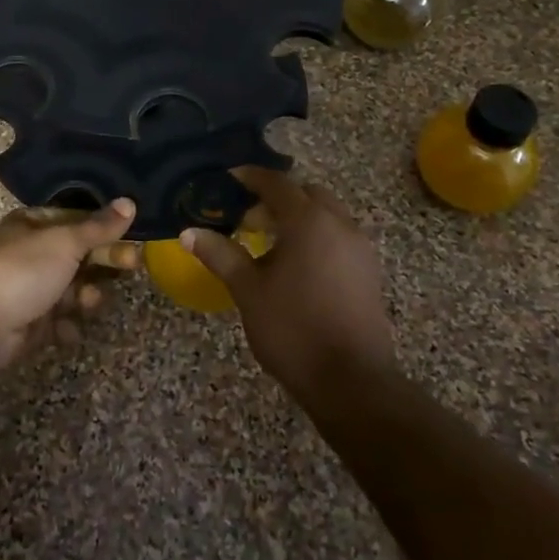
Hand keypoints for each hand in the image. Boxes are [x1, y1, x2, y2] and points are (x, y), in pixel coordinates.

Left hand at [0, 199, 137, 370]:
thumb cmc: (22, 270)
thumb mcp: (65, 241)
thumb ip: (99, 226)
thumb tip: (130, 202)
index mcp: (32, 225)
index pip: (76, 221)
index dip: (105, 230)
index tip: (133, 239)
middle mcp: (29, 253)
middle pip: (77, 256)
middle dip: (102, 263)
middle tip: (131, 267)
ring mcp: (27, 289)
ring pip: (70, 290)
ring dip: (84, 297)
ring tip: (87, 304)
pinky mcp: (26, 323)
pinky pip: (57, 321)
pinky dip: (65, 326)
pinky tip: (67, 330)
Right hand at [182, 169, 395, 401]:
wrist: (351, 381)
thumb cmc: (293, 329)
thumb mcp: (248, 290)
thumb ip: (220, 254)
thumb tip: (189, 232)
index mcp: (308, 221)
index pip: (276, 183)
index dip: (251, 177)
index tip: (229, 179)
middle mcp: (339, 224)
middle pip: (306, 194)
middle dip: (278, 198)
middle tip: (249, 218)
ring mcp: (359, 248)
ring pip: (326, 215)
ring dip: (299, 217)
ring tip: (269, 242)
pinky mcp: (369, 271)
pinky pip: (339, 237)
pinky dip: (316, 236)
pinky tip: (296, 265)